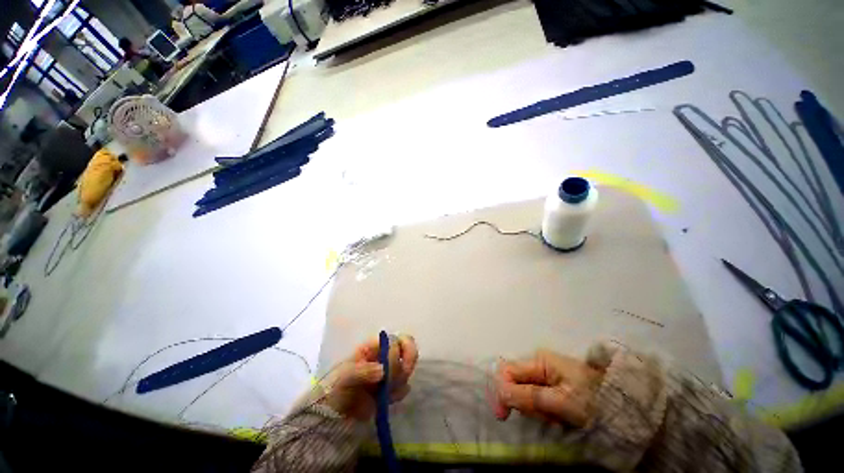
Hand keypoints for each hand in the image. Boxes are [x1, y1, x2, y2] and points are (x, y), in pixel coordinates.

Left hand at [320, 334, 417, 420]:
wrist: (333, 412)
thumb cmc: (336, 387)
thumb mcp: (345, 376)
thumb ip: (363, 371)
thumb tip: (383, 371)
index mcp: (374, 346)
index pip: (397, 340)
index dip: (402, 350)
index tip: (400, 366)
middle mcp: (385, 355)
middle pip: (408, 351)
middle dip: (405, 367)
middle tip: (394, 382)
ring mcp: (390, 371)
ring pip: (407, 370)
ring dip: (399, 382)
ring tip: (383, 394)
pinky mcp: (392, 388)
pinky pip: (404, 387)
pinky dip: (398, 395)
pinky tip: (385, 401)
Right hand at [493, 349, 603, 426]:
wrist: (623, 405)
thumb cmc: (593, 399)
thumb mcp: (562, 400)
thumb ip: (529, 396)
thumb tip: (500, 393)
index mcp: (538, 360)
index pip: (506, 371)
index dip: (501, 391)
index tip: (504, 416)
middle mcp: (538, 364)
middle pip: (515, 383)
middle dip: (525, 404)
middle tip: (546, 417)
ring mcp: (545, 374)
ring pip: (525, 394)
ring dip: (537, 410)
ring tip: (558, 418)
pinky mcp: (552, 385)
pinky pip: (537, 399)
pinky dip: (544, 411)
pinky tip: (558, 416)